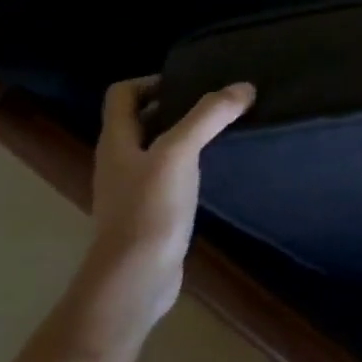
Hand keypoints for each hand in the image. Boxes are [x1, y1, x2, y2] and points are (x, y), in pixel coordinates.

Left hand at [63, 76, 254, 356]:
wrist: (134, 281)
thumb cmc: (149, 210)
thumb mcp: (179, 153)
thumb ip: (209, 116)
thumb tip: (244, 86)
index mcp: (117, 141)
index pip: (123, 94)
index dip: (153, 80)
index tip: (192, 82)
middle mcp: (120, 160)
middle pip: (142, 119)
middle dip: (177, 105)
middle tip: (217, 101)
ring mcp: (133, 189)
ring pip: (158, 147)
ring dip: (187, 134)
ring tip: (224, 129)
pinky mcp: (151, 212)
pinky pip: (170, 174)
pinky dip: (191, 163)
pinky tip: (217, 167)